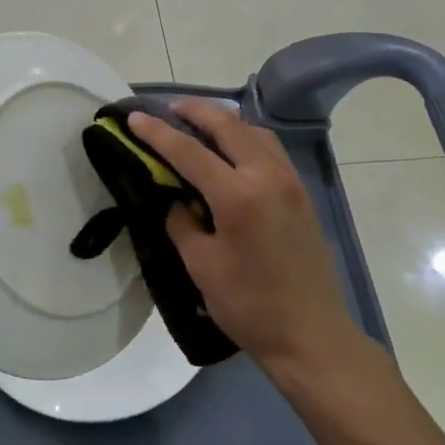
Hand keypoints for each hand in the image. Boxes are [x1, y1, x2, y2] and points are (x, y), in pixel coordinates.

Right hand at [128, 100, 361, 376]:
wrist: (310, 335)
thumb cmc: (249, 306)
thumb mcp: (202, 266)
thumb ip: (183, 223)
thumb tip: (176, 198)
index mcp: (239, 195)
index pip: (190, 152)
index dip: (158, 133)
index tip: (134, 118)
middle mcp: (268, 176)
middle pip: (228, 126)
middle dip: (195, 111)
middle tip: (168, 109)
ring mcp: (291, 182)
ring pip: (255, 132)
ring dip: (225, 121)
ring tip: (199, 123)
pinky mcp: (302, 193)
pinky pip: (271, 149)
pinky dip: (247, 137)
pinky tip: (233, 149)